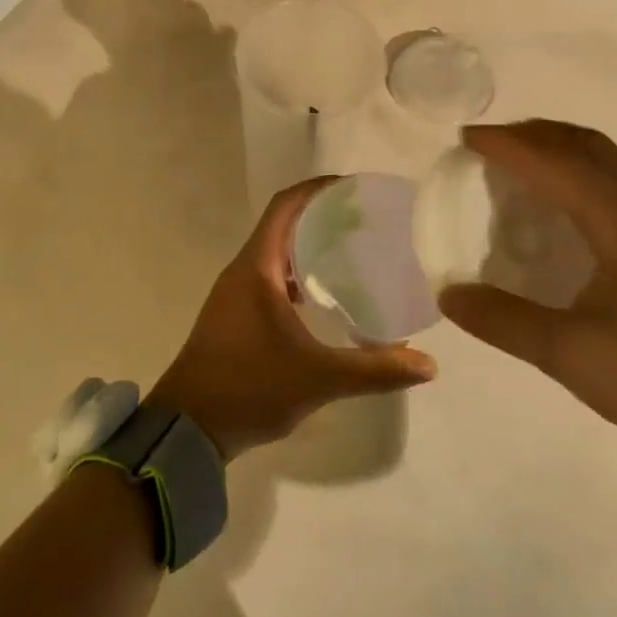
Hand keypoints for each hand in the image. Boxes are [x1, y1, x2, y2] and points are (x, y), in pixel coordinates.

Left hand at [149, 179, 436, 460]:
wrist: (188, 429)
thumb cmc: (249, 388)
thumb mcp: (317, 378)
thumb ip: (374, 369)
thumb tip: (428, 365)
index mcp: (256, 268)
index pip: (285, 207)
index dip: (317, 189)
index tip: (354, 188)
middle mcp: (242, 271)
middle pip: (282, 225)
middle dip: (321, 216)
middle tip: (366, 221)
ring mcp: (234, 295)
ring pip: (274, 254)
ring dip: (307, 247)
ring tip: (352, 253)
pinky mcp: (234, 316)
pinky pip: (269, 279)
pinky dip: (296, 276)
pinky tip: (323, 297)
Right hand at [438, 121, 616, 477]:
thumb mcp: (572, 355)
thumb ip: (506, 322)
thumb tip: (450, 295)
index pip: (555, 164)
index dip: (508, 145)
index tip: (465, 140)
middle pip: (586, 145)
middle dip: (533, 134)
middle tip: (488, 145)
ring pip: (609, 158)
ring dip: (560, 148)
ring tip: (520, 162)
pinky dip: (583, 169)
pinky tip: (567, 202)